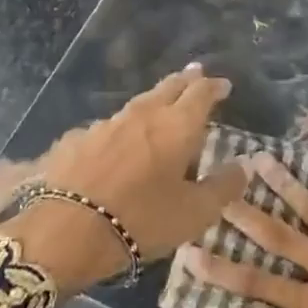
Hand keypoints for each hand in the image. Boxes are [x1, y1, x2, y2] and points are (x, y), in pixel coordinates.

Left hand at [0, 65, 247, 292]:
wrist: (65, 232)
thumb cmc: (142, 220)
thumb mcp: (195, 213)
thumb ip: (223, 187)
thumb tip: (242, 166)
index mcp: (177, 125)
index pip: (201, 92)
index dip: (214, 86)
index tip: (223, 85)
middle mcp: (143, 114)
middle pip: (168, 87)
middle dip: (185, 81)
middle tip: (195, 75)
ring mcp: (105, 124)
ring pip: (137, 105)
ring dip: (153, 103)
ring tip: (159, 109)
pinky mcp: (75, 140)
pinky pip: (106, 128)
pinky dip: (120, 130)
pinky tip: (115, 144)